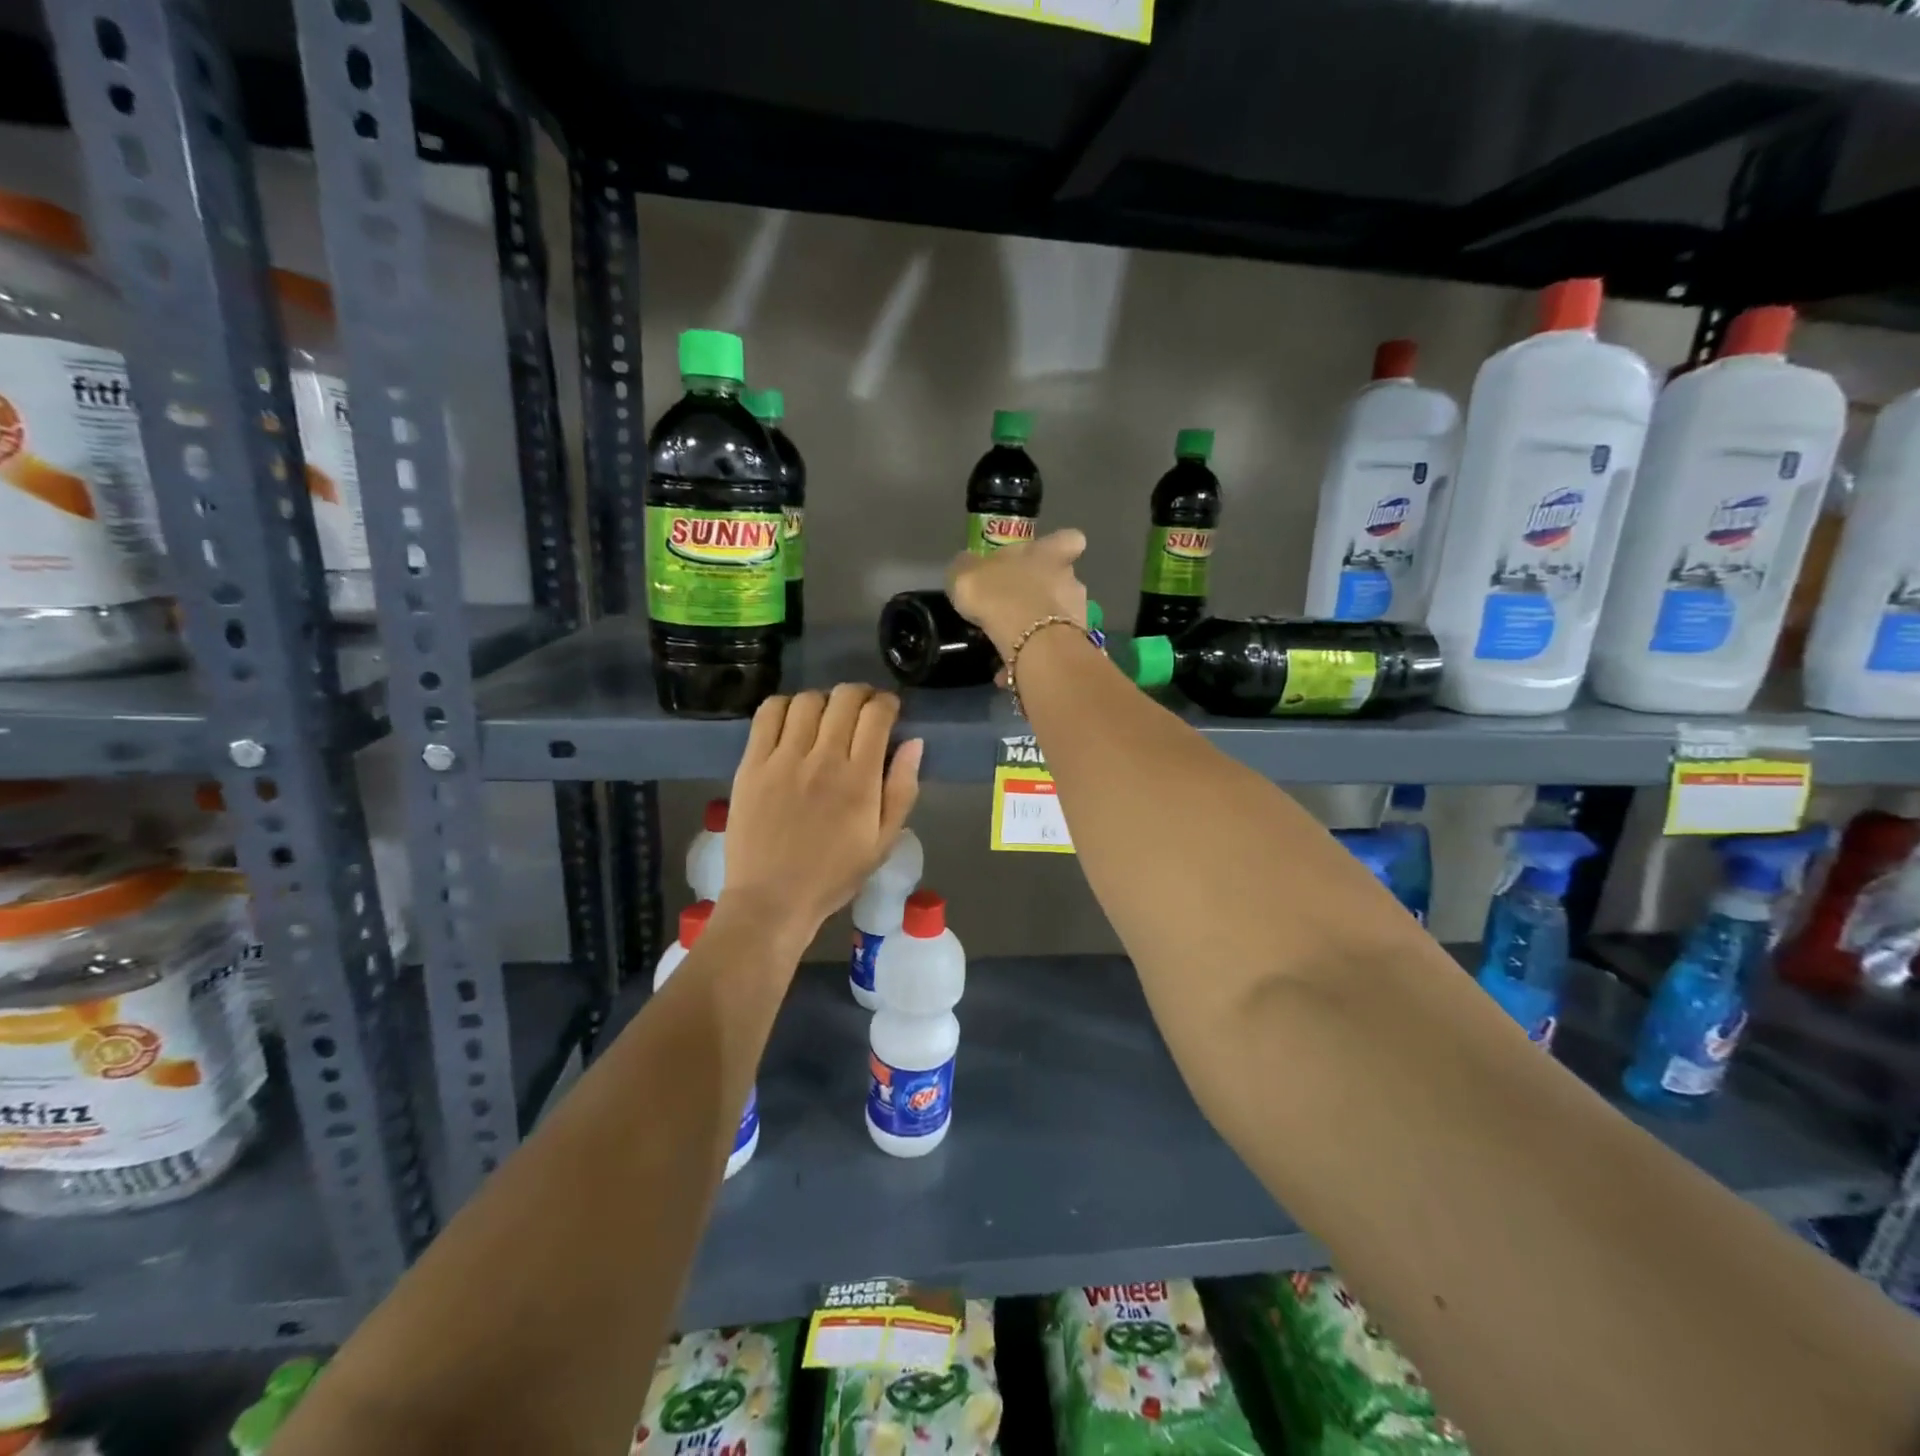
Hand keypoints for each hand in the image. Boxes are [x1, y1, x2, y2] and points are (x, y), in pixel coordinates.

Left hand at [723, 685, 922, 938]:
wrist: (772, 899)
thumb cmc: (834, 874)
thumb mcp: (883, 841)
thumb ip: (902, 789)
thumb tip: (914, 742)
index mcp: (859, 779)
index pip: (876, 715)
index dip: (887, 703)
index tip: (889, 711)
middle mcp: (822, 759)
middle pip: (844, 698)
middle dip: (860, 695)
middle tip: (862, 710)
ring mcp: (783, 759)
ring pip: (807, 700)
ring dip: (824, 700)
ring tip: (826, 717)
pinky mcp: (752, 763)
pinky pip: (768, 714)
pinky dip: (785, 705)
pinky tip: (793, 720)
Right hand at [948, 528, 1088, 659]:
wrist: (1030, 641)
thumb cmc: (999, 595)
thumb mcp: (966, 574)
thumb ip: (968, 568)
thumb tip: (968, 565)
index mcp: (1047, 554)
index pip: (1068, 539)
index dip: (1058, 547)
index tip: (1046, 557)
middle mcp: (1069, 578)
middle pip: (1063, 580)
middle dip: (1044, 594)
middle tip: (1017, 610)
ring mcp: (1077, 612)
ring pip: (1060, 617)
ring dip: (1039, 629)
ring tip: (1012, 646)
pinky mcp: (1075, 644)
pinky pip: (1052, 648)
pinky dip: (1034, 657)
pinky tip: (1012, 669)